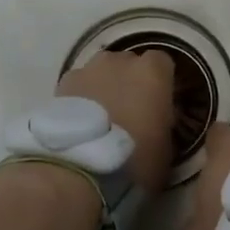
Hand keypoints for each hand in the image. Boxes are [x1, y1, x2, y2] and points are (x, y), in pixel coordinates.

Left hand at [56, 48, 176, 192]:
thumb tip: (156, 118)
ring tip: (102, 117)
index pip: (162, 63)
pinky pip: (79, 84)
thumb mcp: (166, 146)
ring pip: (102, 71)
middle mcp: (121, 61)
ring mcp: (89, 69)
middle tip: (129, 111)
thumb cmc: (134, 159)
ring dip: (105, 86)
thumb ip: (163, 121)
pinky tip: (80, 122)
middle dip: (131, 81)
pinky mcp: (63, 83)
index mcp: (153, 73)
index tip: (158, 103)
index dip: (160, 82)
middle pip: (129, 63)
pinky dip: (81, 97)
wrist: (80, 169)